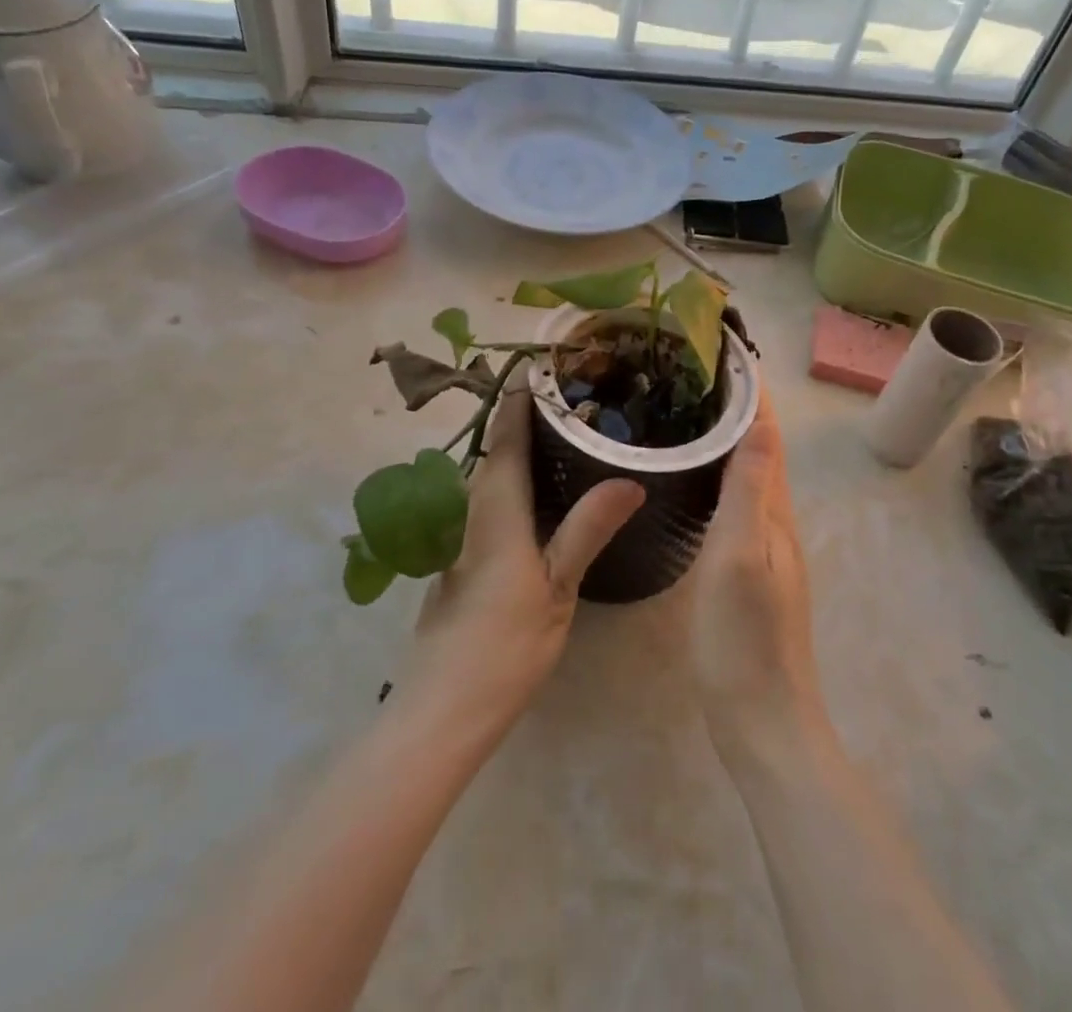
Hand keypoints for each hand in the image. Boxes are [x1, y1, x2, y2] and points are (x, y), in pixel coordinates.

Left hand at [401, 386, 643, 726]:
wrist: (442, 708)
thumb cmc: (504, 645)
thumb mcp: (557, 586)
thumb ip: (588, 528)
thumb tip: (629, 479)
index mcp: (494, 505)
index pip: (507, 432)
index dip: (523, 395)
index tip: (548, 363)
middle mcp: (470, 506)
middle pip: (495, 446)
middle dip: (525, 414)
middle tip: (575, 394)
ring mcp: (459, 531)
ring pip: (490, 472)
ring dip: (519, 445)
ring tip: (566, 431)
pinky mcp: (459, 554)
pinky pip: (487, 497)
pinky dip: (513, 478)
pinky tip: (543, 490)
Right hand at [690, 390, 827, 760]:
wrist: (762, 720)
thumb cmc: (744, 639)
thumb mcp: (742, 558)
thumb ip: (751, 491)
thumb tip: (762, 422)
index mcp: (775, 512)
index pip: (767, 436)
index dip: (752, 393)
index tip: (726, 351)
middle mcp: (776, 521)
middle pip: (761, 449)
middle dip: (738, 406)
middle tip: (696, 371)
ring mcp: (765, 547)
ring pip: (750, 474)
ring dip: (730, 437)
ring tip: (691, 409)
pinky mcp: (748, 568)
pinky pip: (738, 501)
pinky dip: (722, 472)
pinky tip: (696, 476)